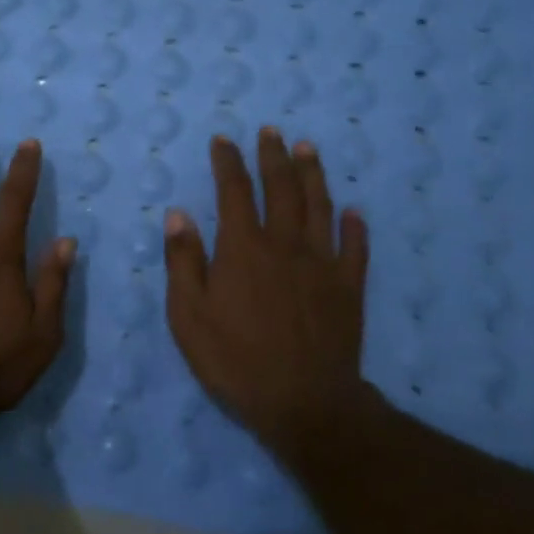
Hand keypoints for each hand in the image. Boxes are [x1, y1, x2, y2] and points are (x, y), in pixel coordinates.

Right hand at [164, 128, 370, 464]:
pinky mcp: (348, 287)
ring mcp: (322, 263)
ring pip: (319, 206)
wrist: (303, 401)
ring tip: (307, 149)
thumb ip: (183, 261)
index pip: (234, 191)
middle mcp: (284, 243)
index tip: (224, 140)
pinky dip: (354, 226)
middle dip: (273, 156)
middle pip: (281, 187)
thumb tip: (178, 214)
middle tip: (271, 131)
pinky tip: (353, 211)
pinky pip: (354, 247)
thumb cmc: (235, 359)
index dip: (228, 162)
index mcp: (243, 247)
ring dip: (312, 174)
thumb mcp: (188, 315)